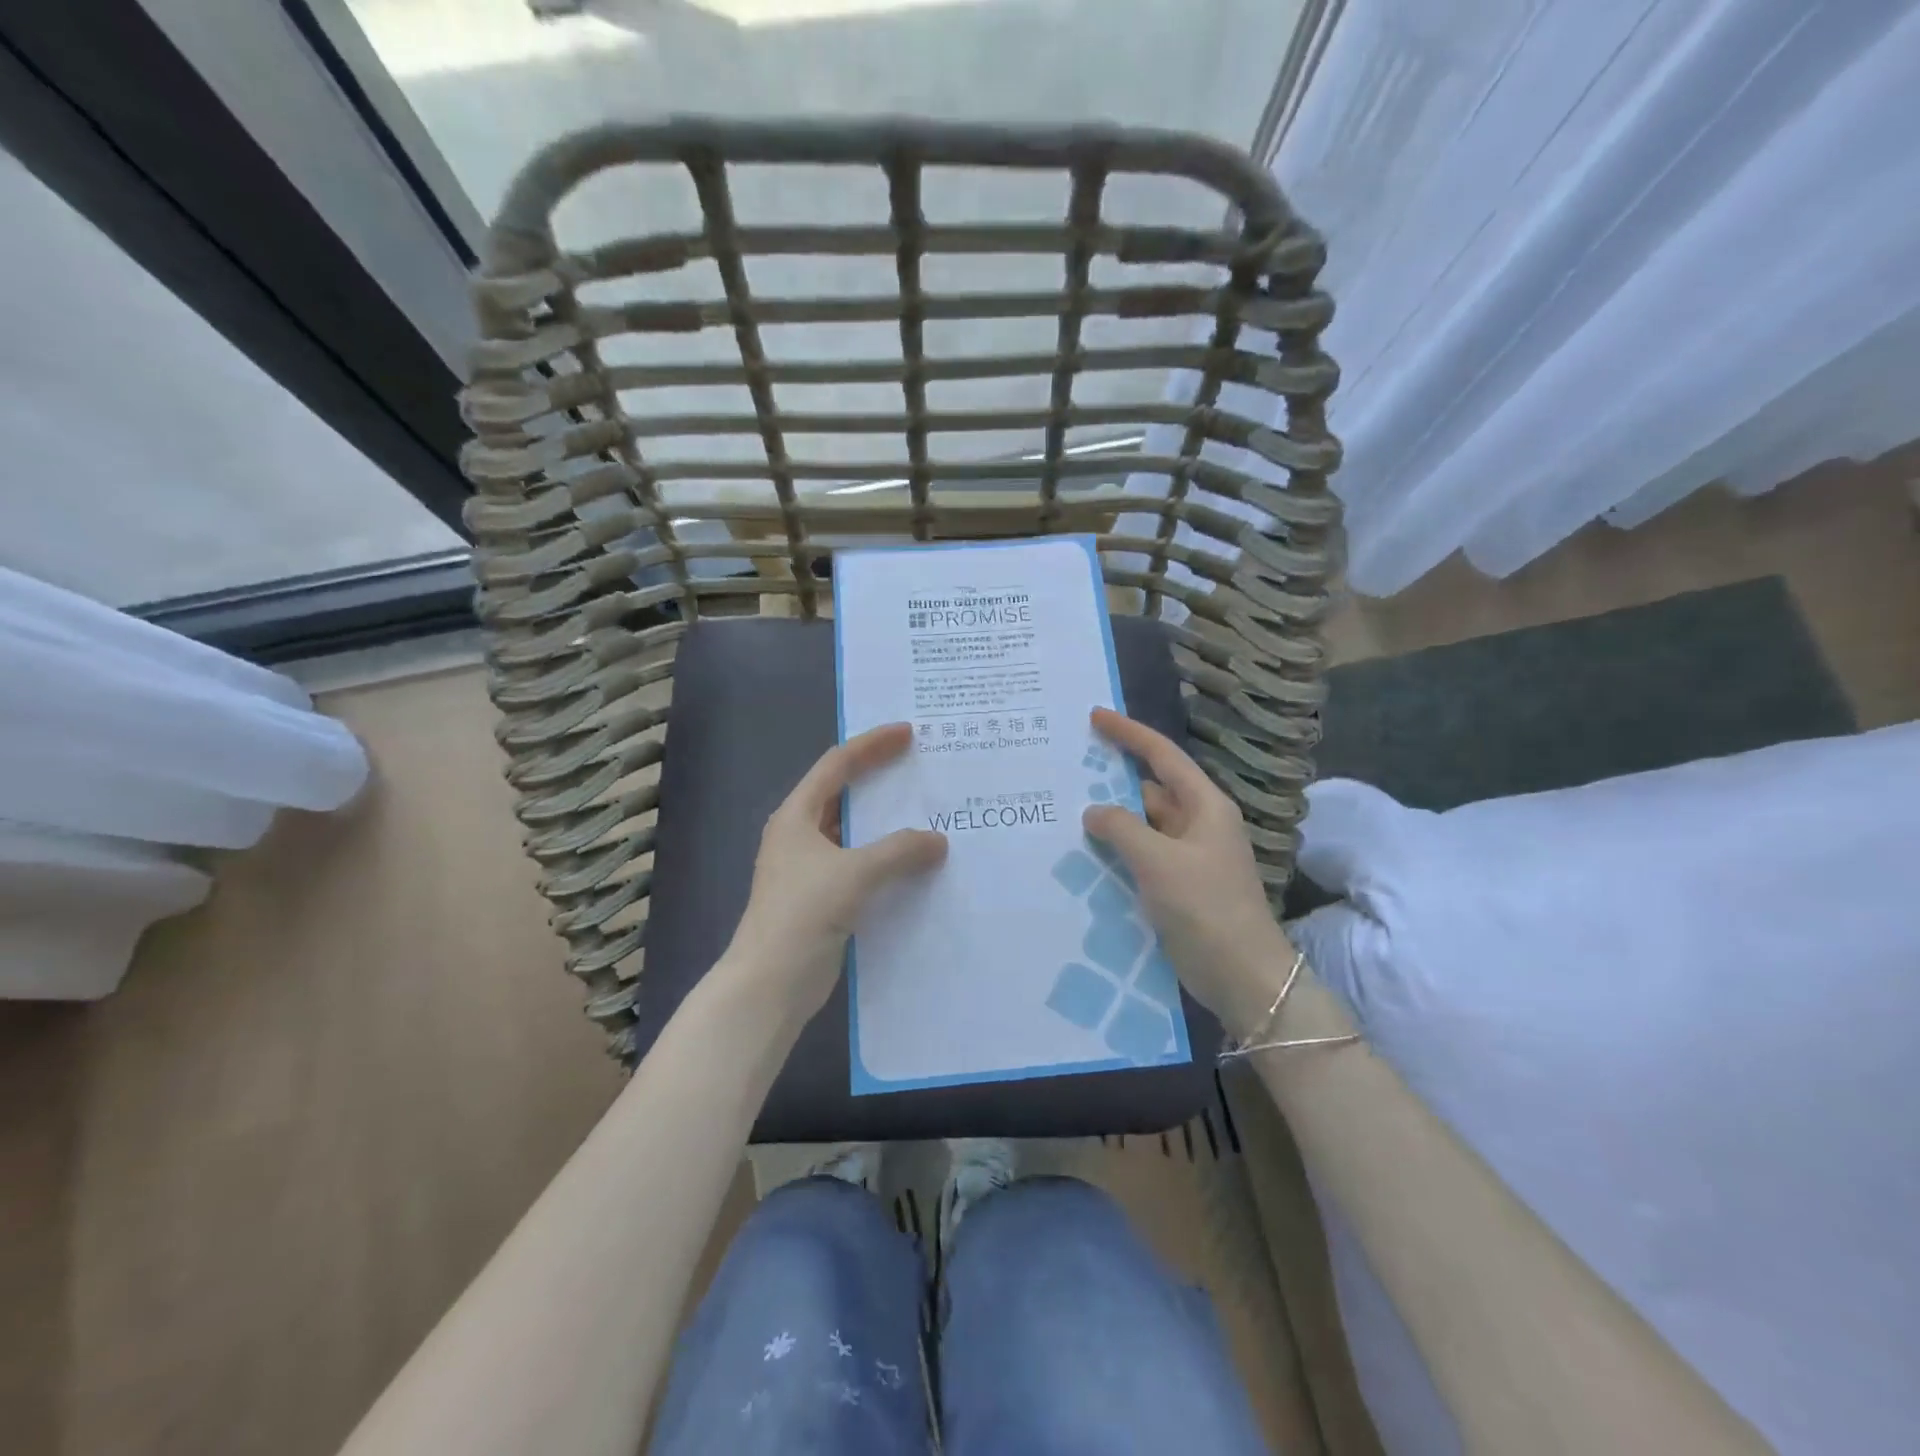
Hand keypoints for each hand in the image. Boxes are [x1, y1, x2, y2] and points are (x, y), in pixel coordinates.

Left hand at [723, 723, 947, 1020]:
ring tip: (926, 811)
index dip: (872, 744)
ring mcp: (809, 868)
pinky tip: (914, 863)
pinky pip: (860, 864)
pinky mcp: (822, 897)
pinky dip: (885, 858)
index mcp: (797, 815)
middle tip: (920, 768)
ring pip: (853, 832)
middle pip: (843, 794)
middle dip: (880, 779)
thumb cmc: (804, 914)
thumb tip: (938, 841)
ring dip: (885, 823)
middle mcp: (800, 834)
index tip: (908, 733)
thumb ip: (900, 851)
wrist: (770, 983)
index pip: (837, 764)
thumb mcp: (855, 873)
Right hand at [1081, 708, 1293, 1035]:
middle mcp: (1198, 824)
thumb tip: (1094, 811)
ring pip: (1144, 824)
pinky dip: (1118, 848)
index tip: (1096, 716)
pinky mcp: (1178, 885)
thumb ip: (1122, 829)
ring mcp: (1188, 856)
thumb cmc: (1206, 907)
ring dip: (1112, 816)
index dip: (1130, 733)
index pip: (1163, 756)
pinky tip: (1086, 850)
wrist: (1242, 975)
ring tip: (1067, 805)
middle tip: (1070, 764)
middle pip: (1152, 788)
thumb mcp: (1159, 861)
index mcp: (1205, 806)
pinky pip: (1142, 854)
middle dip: (1114, 776)